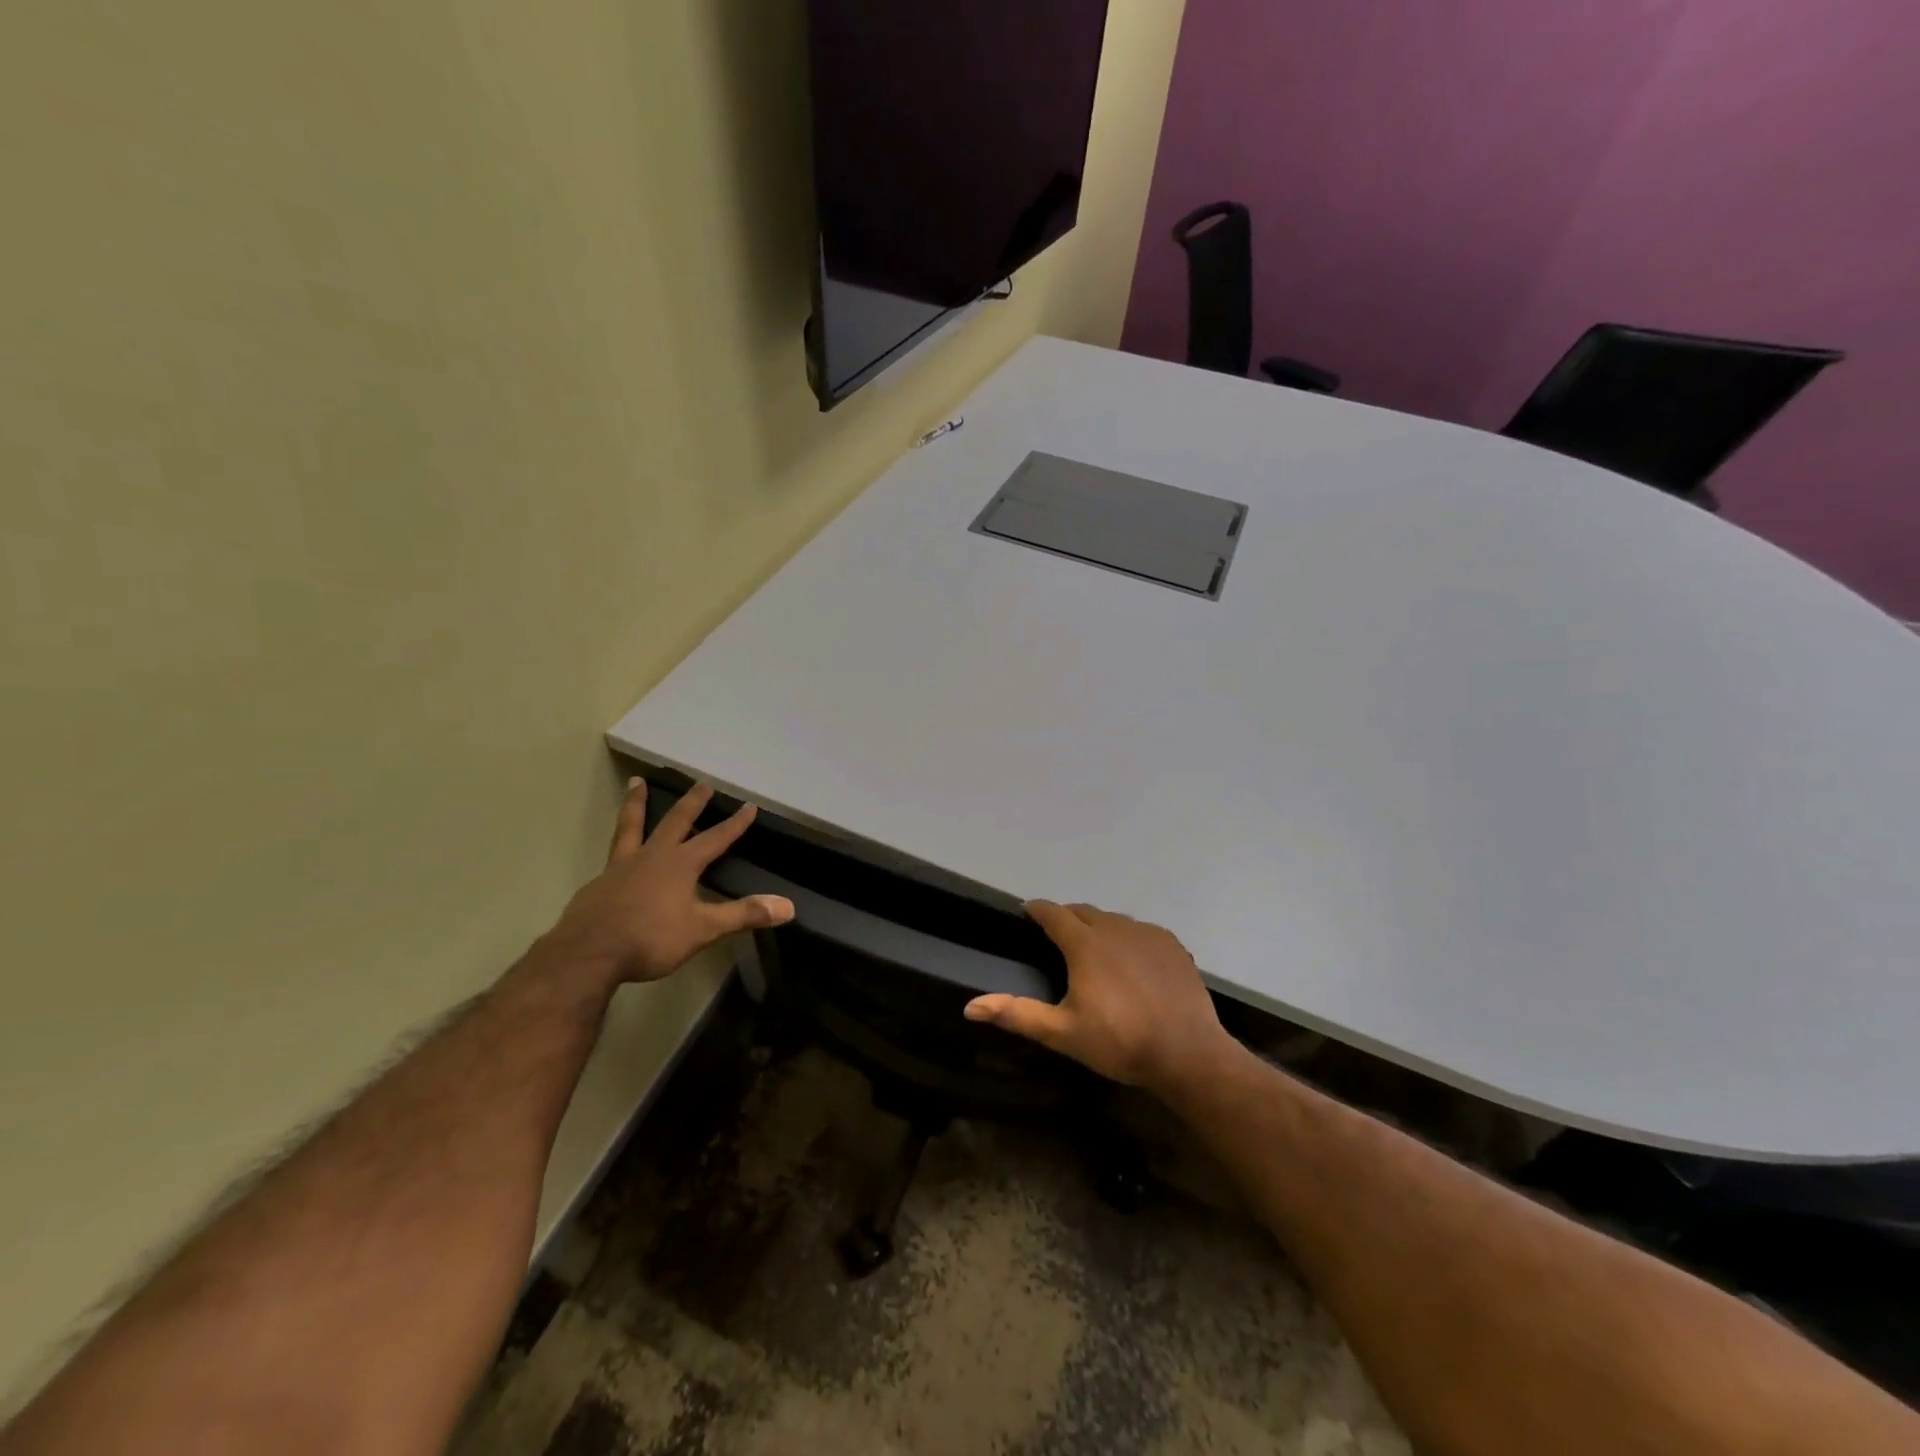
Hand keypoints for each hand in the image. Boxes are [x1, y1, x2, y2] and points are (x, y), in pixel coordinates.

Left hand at [546, 779, 794, 983]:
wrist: (587, 954)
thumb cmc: (650, 939)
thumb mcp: (703, 929)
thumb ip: (743, 915)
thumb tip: (788, 907)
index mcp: (680, 864)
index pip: (716, 838)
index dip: (735, 823)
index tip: (749, 805)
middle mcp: (652, 856)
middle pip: (675, 820)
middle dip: (692, 802)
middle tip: (702, 781)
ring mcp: (620, 867)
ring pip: (631, 825)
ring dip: (636, 802)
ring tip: (635, 782)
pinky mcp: (598, 883)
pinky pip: (612, 855)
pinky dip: (619, 845)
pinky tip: (617, 854)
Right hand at [964, 901, 1230, 1094]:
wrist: (1187, 1053)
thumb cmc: (1119, 1042)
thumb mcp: (1062, 1033)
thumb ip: (1017, 1014)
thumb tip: (970, 1007)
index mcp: (1085, 944)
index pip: (1053, 913)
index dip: (1036, 910)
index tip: (1026, 912)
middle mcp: (1115, 928)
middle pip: (1083, 912)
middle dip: (1066, 918)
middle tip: (1057, 937)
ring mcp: (1147, 934)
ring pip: (1114, 920)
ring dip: (1098, 928)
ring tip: (1094, 951)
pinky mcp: (1172, 945)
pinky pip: (1141, 932)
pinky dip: (1128, 939)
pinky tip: (1131, 963)